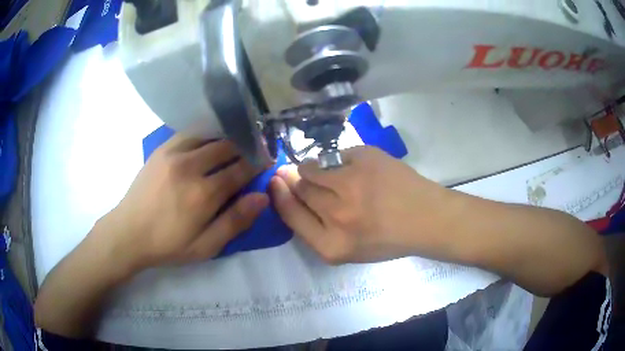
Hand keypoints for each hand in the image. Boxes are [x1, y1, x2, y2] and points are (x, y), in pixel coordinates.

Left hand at [97, 134, 268, 273]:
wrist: (129, 232)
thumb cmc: (168, 244)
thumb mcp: (205, 247)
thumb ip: (235, 221)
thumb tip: (262, 197)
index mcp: (204, 194)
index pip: (241, 169)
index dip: (258, 163)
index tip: (267, 159)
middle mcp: (191, 167)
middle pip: (228, 147)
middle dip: (245, 147)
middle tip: (254, 150)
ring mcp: (174, 154)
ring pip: (210, 135)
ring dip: (227, 138)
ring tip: (235, 142)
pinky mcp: (162, 149)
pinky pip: (190, 133)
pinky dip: (205, 133)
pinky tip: (209, 139)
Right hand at [270, 146, 456, 263]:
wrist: (426, 219)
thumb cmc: (389, 239)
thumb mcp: (349, 250)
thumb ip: (317, 229)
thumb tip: (291, 193)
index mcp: (331, 246)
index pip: (290, 214)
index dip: (279, 195)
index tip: (275, 182)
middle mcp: (337, 216)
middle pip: (300, 189)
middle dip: (294, 180)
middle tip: (298, 174)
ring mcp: (351, 184)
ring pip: (313, 168)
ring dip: (313, 168)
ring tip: (329, 172)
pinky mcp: (365, 159)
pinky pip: (337, 155)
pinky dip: (340, 161)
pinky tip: (357, 170)